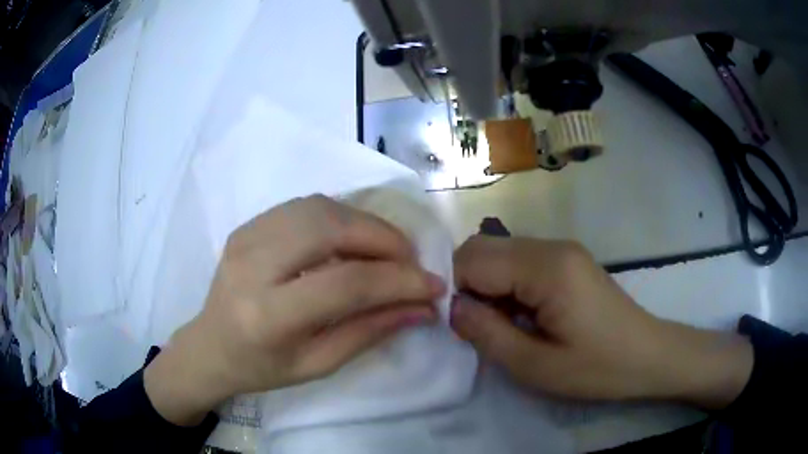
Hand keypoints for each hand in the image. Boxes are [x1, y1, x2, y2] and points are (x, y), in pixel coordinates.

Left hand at [144, 195, 444, 425]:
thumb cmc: (261, 368)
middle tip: (411, 262)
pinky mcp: (247, 225)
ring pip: (320, 207)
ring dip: (365, 224)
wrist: (209, 346)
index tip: (433, 286)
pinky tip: (352, 240)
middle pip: (331, 228)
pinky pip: (304, 206)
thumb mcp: (317, 365)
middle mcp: (253, 264)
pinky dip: (340, 217)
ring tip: (387, 251)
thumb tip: (421, 308)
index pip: (346, 284)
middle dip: (384, 240)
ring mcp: (246, 236)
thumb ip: (369, 332)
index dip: (398, 281)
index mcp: (268, 315)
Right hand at [450, 235, 752, 408]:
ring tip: (504, 324)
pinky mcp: (568, 260)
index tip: (461, 326)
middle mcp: (552, 245)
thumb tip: (452, 307)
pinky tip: (523, 314)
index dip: (454, 290)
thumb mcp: (535, 366)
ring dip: (488, 285)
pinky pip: (520, 261)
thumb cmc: (597, 368)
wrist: (649, 355)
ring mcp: (562, 249)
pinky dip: (507, 284)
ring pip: (500, 252)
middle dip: (467, 284)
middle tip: (480, 326)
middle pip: (483, 247)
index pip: (472, 259)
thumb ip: (486, 334)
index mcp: (546, 267)